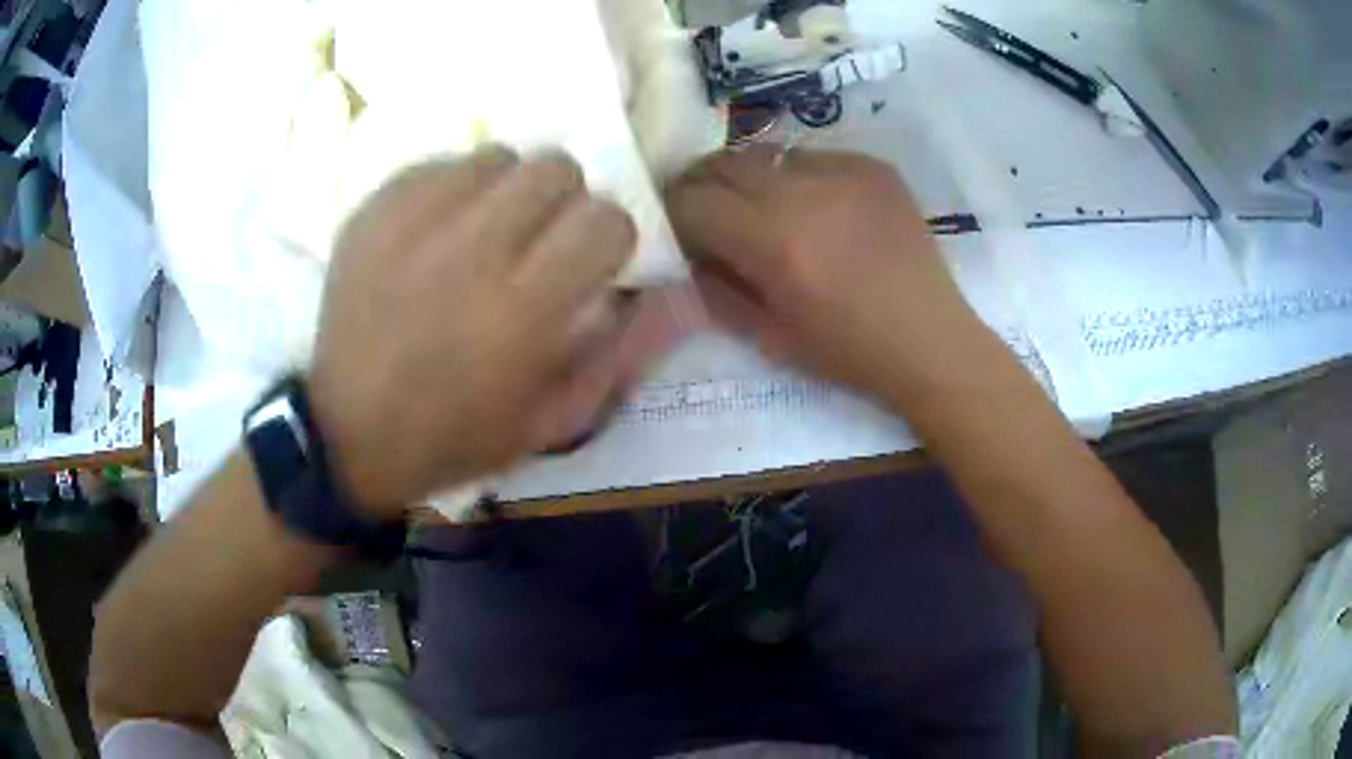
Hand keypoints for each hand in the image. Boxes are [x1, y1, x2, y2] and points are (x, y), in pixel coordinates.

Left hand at [308, 148, 686, 516]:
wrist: (348, 434)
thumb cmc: (454, 437)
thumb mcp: (549, 421)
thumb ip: (609, 351)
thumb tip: (641, 287)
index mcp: (523, 312)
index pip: (606, 219)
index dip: (610, 236)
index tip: (591, 259)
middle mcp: (473, 252)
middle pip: (556, 168)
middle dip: (564, 201)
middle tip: (540, 238)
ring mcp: (414, 224)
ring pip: (498, 156)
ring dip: (507, 189)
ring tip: (485, 229)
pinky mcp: (373, 212)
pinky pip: (438, 164)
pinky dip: (452, 189)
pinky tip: (438, 230)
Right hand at [666, 145, 996, 408]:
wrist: (931, 341)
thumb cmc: (849, 353)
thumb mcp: (767, 335)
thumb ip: (716, 285)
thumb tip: (686, 250)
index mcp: (775, 243)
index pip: (693, 201)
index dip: (671, 212)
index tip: (672, 227)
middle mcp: (804, 193)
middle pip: (722, 163)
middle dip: (700, 185)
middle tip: (702, 209)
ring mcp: (844, 171)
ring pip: (764, 152)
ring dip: (745, 176)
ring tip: (755, 204)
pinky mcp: (873, 166)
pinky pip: (810, 156)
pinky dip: (793, 176)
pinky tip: (810, 205)